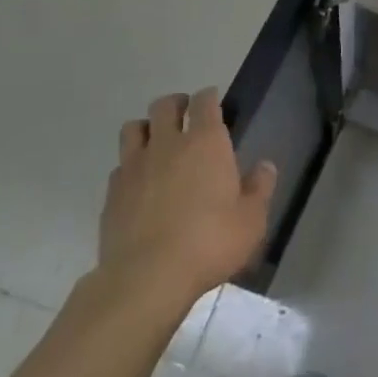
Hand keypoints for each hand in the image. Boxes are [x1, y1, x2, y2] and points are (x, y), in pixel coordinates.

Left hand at [95, 88, 277, 309]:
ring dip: (146, 129)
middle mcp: (168, 143)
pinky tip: (138, 185)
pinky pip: (119, 166)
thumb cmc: (209, 243)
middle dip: (176, 105)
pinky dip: (129, 167)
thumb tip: (265, 166)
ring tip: (156, 144)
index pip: (205, 100)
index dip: (209, 97)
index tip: (214, 103)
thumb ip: (260, 188)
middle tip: (185, 118)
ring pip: (133, 128)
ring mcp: (135, 166)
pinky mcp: (112, 193)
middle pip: (165, 104)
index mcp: (206, 141)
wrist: (146, 278)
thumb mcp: (251, 220)